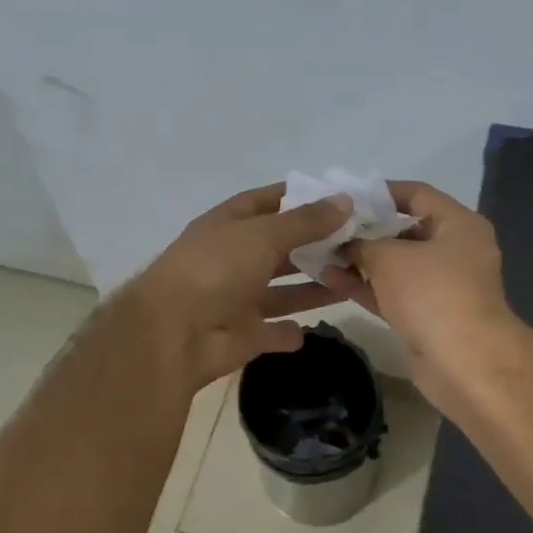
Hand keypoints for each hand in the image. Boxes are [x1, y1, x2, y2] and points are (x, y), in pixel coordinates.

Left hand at [123, 184, 350, 388]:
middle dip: (313, 245)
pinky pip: (272, 332)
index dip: (298, 197)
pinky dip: (287, 332)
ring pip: (281, 290)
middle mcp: (232, 258)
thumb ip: (305, 221)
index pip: (266, 202)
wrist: (174, 333)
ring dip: (311, 286)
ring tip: (352, 279)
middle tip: (358, 243)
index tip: (337, 198)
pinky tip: (309, 330)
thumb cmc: (216, 269)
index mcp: (228, 225)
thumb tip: (346, 200)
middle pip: (278, 248)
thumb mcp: (263, 234)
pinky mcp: (242, 335)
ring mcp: (236, 298)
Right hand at [316, 182, 515, 400]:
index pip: (417, 194)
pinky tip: (328, 278)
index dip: (381, 192)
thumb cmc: (431, 293)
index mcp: (458, 224)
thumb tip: (345, 245)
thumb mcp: (389, 257)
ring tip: (320, 251)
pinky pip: (391, 292)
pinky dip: (365, 285)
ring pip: (395, 265)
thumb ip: (362, 243)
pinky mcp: (426, 315)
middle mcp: (454, 250)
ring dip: (360, 260)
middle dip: (365, 229)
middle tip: (327, 225)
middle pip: (404, 230)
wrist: (464, 362)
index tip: (346, 195)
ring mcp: (441, 285)